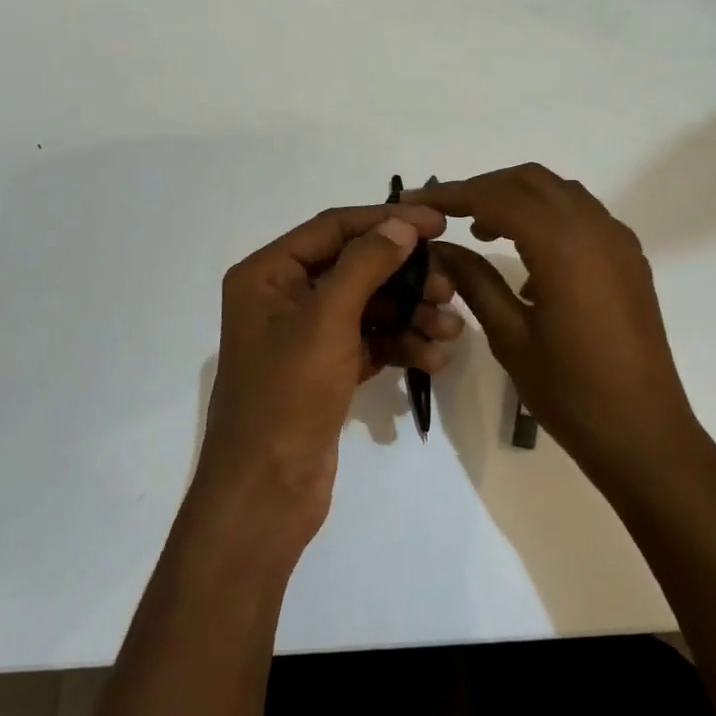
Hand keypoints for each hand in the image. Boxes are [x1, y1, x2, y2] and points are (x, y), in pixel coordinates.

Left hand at [197, 204, 463, 536]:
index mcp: (267, 274)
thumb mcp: (326, 320)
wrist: (265, 494)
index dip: (386, 221)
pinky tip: (435, 359)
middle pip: (355, 267)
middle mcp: (283, 297)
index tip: (438, 224)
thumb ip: (366, 264)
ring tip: (450, 330)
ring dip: (411, 314)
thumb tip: (403, 224)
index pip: (334, 228)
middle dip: (405, 277)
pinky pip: (369, 342)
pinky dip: (401, 345)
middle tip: (449, 288)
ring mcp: (305, 336)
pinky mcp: (325, 369)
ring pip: (368, 307)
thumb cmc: (286, 395)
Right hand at [408, 166, 705, 489]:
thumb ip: (474, 281)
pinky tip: (527, 256)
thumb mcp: (510, 337)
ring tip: (480, 228)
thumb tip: (439, 248)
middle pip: (531, 181)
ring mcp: (619, 242)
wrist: (643, 433)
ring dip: (518, 198)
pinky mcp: (630, 259)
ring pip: (560, 193)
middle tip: (445, 213)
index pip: (498, 197)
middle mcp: (596, 229)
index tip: (414, 202)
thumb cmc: (571, 392)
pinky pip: (583, 216)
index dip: (452, 195)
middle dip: (484, 188)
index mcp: (564, 246)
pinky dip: (548, 217)